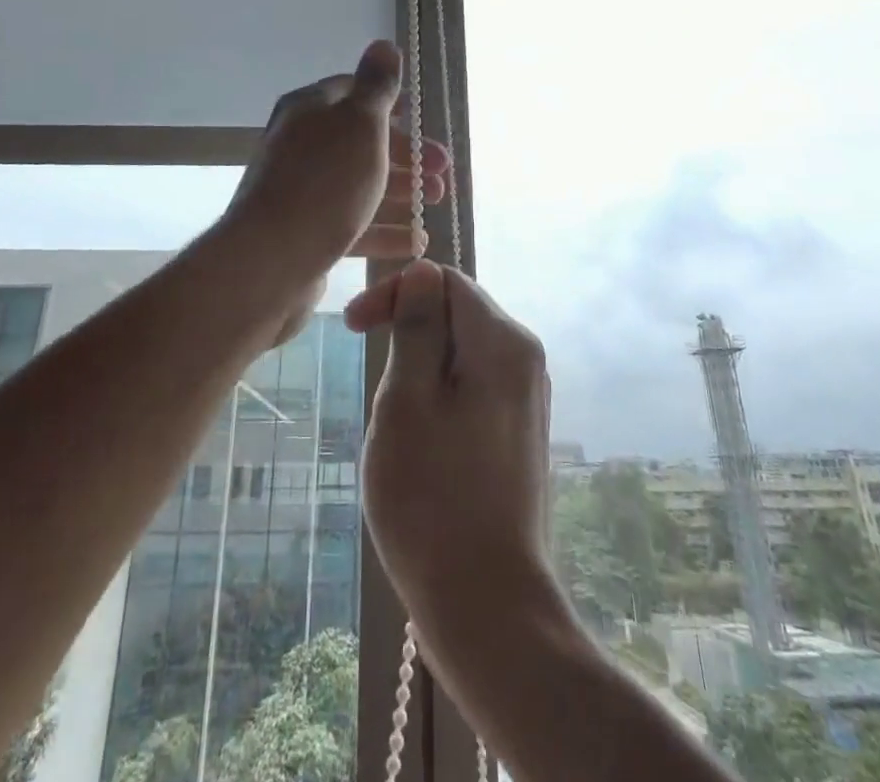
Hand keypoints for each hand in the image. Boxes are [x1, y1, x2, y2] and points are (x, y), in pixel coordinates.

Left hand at [223, 42, 450, 337]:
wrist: (269, 262)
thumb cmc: (324, 183)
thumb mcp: (360, 124)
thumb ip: (376, 86)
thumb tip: (384, 44)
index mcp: (310, 110)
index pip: (354, 93)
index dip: (393, 105)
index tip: (423, 123)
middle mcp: (301, 145)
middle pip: (362, 142)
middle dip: (406, 155)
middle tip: (442, 173)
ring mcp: (301, 190)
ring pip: (359, 183)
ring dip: (401, 192)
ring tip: (434, 204)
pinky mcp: (305, 232)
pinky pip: (351, 223)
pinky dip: (384, 230)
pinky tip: (415, 241)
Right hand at [346, 261, 558, 647]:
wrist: (489, 608)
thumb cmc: (433, 499)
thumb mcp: (407, 401)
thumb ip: (418, 327)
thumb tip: (423, 272)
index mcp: (504, 342)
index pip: (445, 280)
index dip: (395, 293)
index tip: (351, 327)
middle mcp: (526, 359)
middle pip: (458, 313)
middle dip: (408, 332)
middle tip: (372, 382)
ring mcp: (528, 398)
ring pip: (462, 353)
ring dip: (420, 369)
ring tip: (394, 421)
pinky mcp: (520, 433)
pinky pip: (474, 387)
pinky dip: (440, 396)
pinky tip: (421, 443)